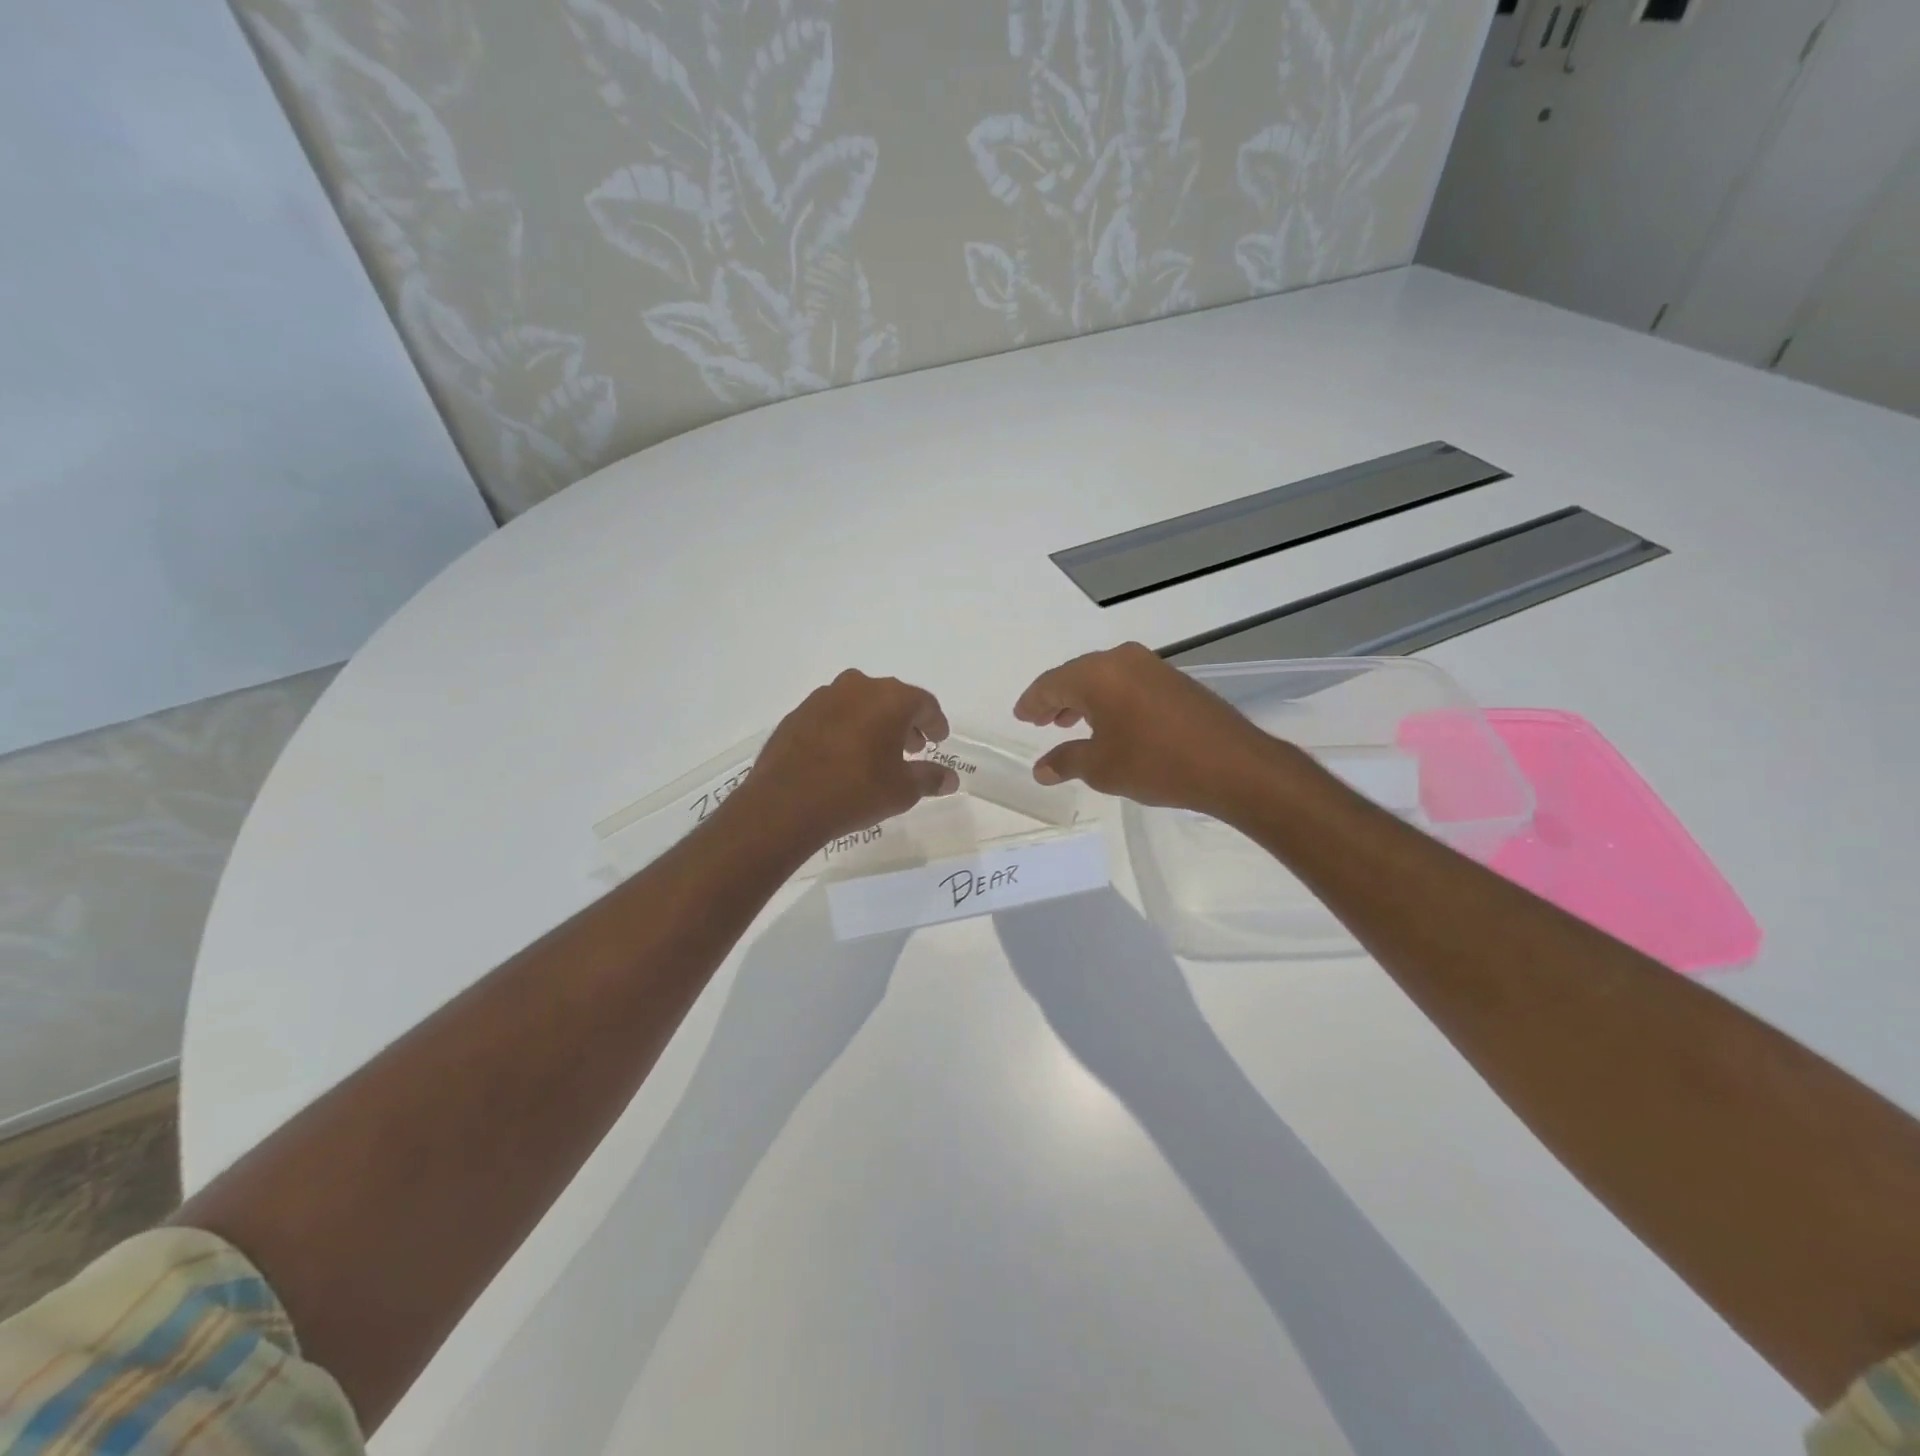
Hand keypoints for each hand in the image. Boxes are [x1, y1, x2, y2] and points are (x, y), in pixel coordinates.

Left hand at [730, 670, 958, 851]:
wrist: (786, 803)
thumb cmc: (856, 791)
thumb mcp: (902, 790)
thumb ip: (929, 779)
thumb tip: (950, 779)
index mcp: (890, 698)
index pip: (924, 703)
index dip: (935, 723)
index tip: (938, 739)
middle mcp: (858, 687)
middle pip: (892, 698)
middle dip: (905, 722)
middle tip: (912, 748)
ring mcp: (823, 697)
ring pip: (860, 703)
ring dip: (873, 722)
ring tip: (877, 752)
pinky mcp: (798, 714)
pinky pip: (833, 715)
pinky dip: (845, 728)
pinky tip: (843, 755)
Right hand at [1013, 642, 1291, 814]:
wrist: (1231, 764)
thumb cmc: (1155, 763)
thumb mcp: (1101, 768)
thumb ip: (1066, 761)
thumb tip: (1041, 769)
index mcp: (1096, 674)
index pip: (1051, 683)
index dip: (1032, 702)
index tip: (1021, 716)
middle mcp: (1122, 660)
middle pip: (1076, 675)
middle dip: (1056, 699)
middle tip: (1041, 720)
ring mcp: (1151, 666)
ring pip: (1104, 678)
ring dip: (1083, 699)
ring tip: (1069, 723)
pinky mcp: (1174, 679)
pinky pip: (1127, 683)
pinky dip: (1109, 699)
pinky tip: (1109, 723)